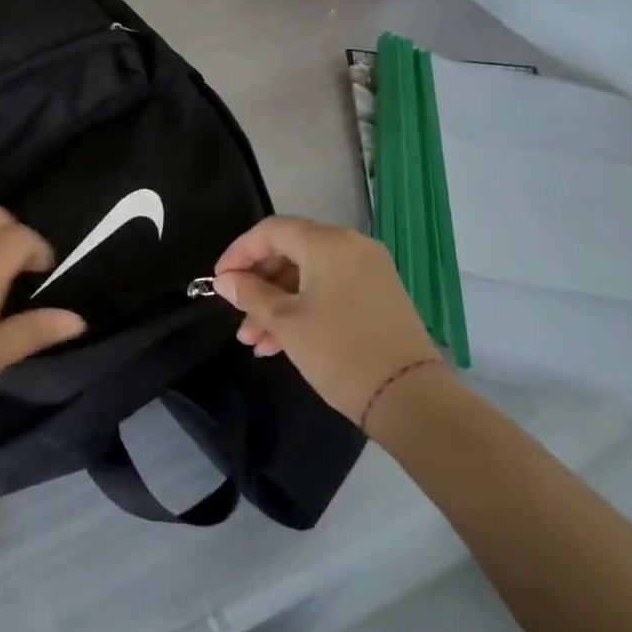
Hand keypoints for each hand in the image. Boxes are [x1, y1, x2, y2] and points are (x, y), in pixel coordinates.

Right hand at [212, 216, 440, 426]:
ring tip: (255, 340)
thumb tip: (224, 280)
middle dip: (258, 284)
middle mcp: (351, 245)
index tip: (219, 281)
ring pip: (308, 275)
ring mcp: (369, 270)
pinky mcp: (379, 294)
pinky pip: (329, 288)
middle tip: (237, 314)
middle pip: (289, 251)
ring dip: (277, 302)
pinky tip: (281, 342)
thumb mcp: (285, 323)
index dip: (239, 253)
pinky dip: (303, 307)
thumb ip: (250, 294)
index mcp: (327, 242)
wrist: (412, 400)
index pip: (270, 231)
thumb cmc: (340, 353)